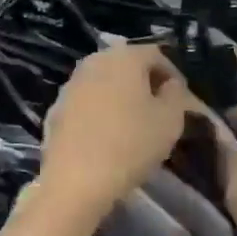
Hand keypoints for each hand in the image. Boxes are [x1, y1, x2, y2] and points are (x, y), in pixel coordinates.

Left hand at [40, 44, 200, 214]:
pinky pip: (86, 105)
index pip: (156, 55)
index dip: (172, 75)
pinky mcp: (55, 110)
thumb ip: (176, 95)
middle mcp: (93, 62)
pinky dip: (100, 114)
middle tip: (159, 109)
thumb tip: (169, 86)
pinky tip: (107, 137)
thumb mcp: (170, 120)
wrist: (76, 180)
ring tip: (133, 124)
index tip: (182, 99)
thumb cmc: (131, 145)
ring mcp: (70, 86)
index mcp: (123, 57)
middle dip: (144, 84)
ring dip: (120, 98)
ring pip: (104, 84)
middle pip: (126, 66)